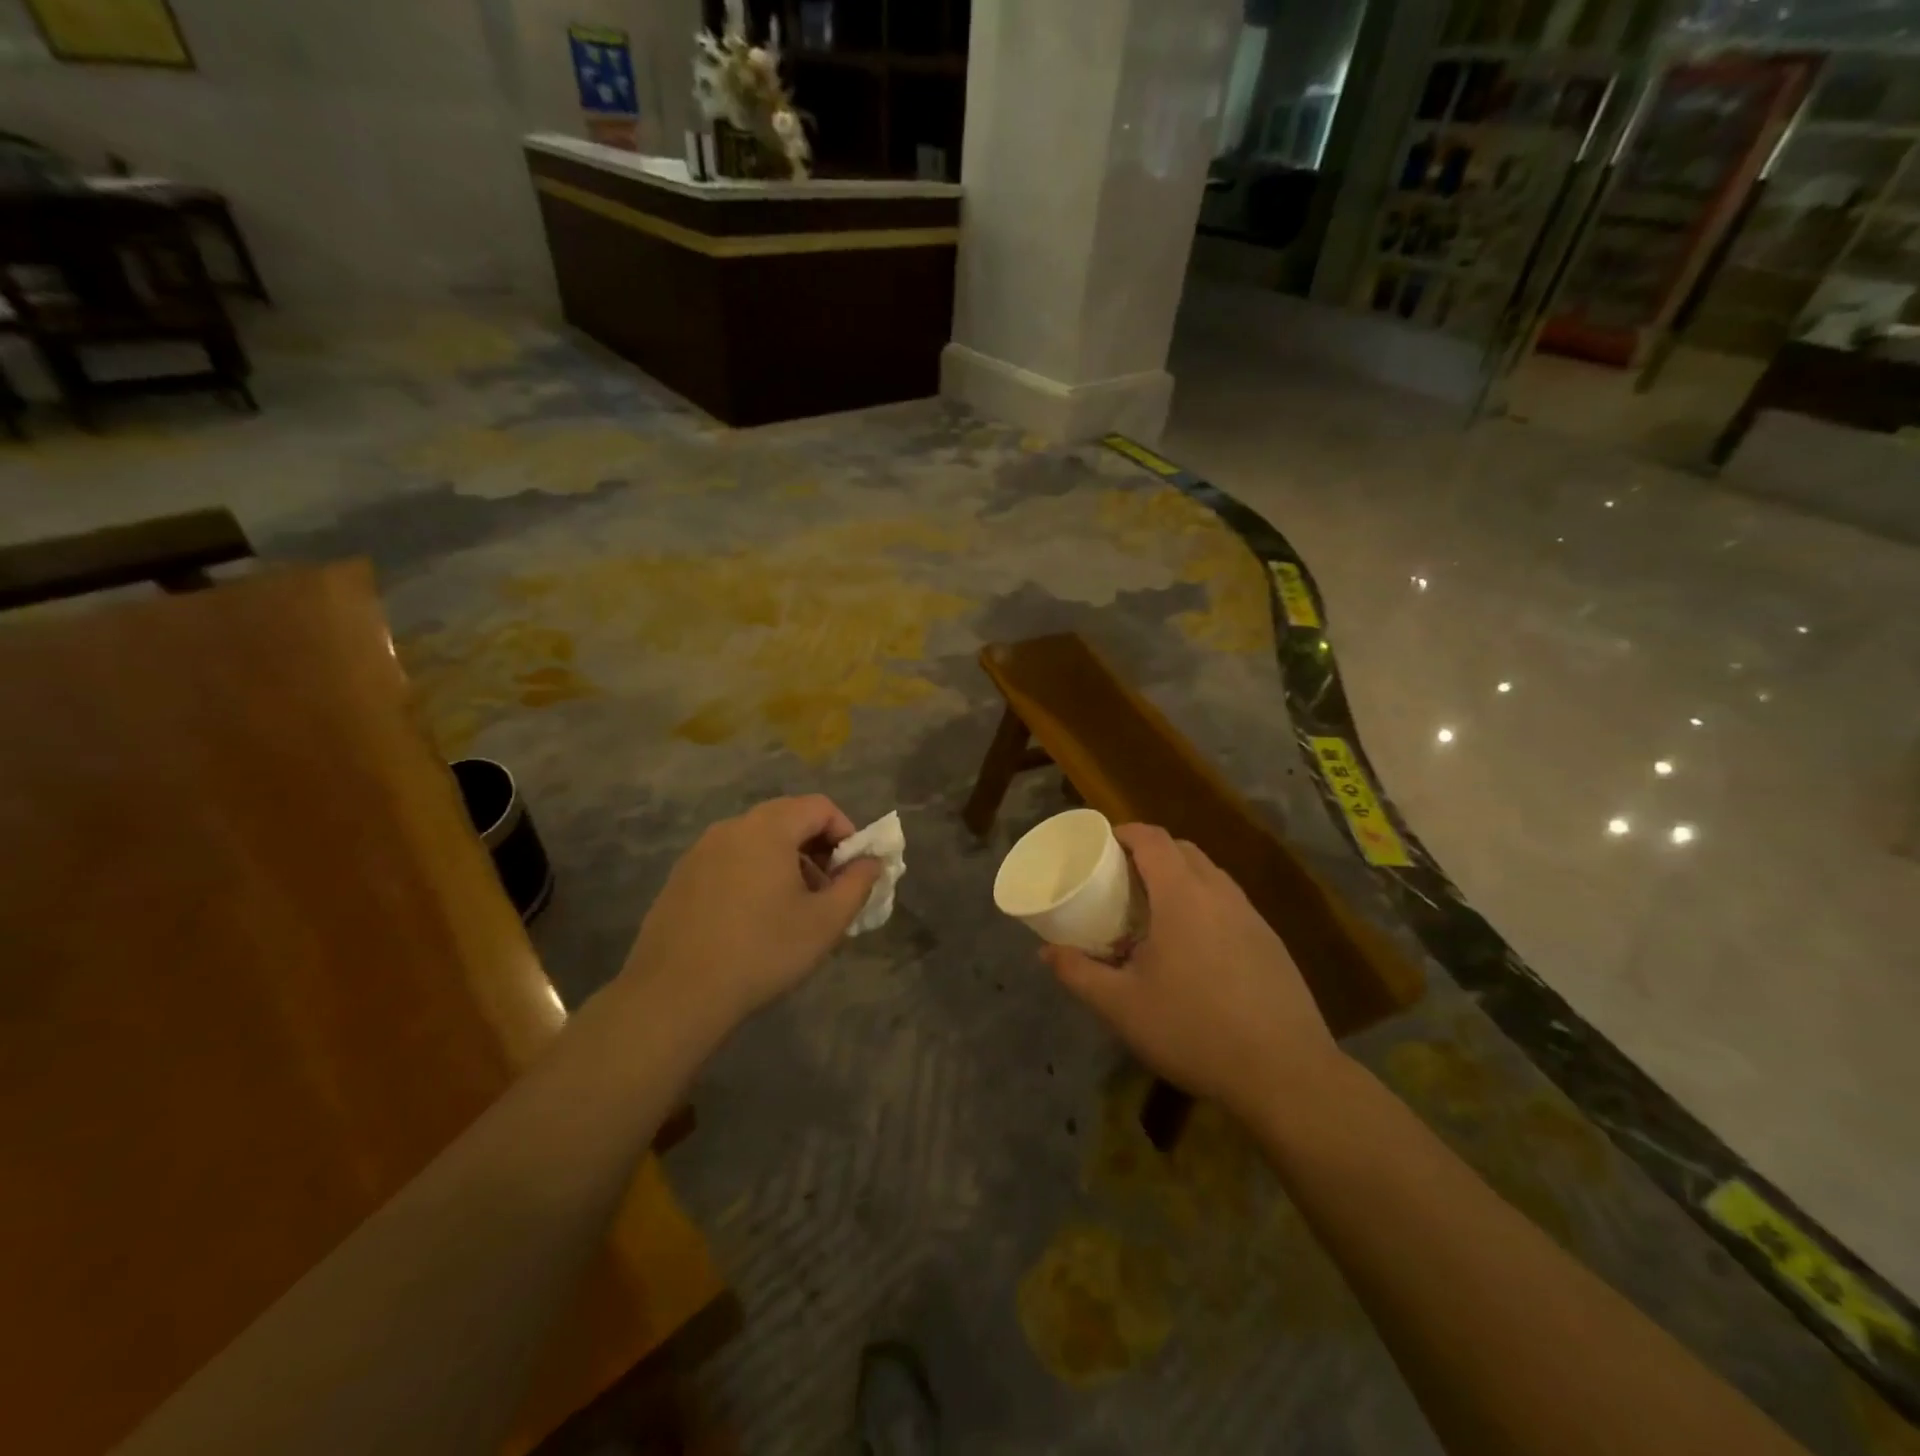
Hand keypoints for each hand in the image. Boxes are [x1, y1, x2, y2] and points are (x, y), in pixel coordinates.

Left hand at [622, 796, 882, 1033]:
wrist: (675, 994)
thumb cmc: (762, 951)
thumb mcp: (825, 922)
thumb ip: (857, 884)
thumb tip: (871, 862)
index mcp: (768, 828)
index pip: (819, 807)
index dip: (846, 832)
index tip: (853, 870)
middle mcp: (732, 828)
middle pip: (787, 819)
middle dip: (817, 848)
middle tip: (828, 890)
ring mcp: (700, 851)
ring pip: (757, 841)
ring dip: (786, 862)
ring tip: (794, 908)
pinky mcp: (681, 877)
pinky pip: (730, 861)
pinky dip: (753, 875)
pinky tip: (754, 920)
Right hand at [1043, 823, 1343, 1117]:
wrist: (1285, 1074)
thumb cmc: (1193, 1030)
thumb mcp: (1121, 1006)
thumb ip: (1078, 973)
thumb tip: (1046, 952)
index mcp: (1182, 896)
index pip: (1153, 839)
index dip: (1125, 832)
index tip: (1102, 845)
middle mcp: (1220, 894)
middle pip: (1183, 850)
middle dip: (1151, 853)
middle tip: (1122, 880)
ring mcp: (1252, 917)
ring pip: (1211, 876)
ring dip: (1180, 878)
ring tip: (1155, 913)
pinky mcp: (1271, 943)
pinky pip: (1230, 903)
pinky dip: (1205, 904)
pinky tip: (1194, 949)